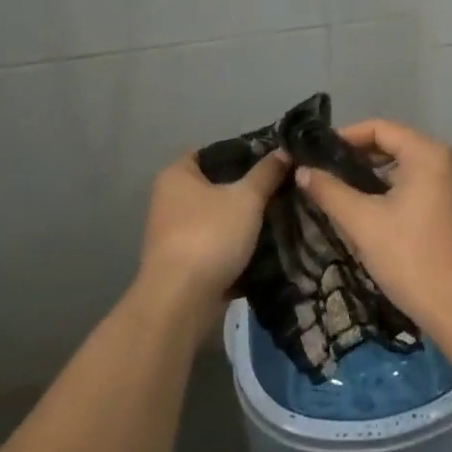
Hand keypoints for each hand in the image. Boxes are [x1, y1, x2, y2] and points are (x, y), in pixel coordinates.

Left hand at [137, 148, 287, 334]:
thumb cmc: (210, 235)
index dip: (242, 153)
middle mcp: (168, 199)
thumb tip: (284, 151)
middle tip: (280, 189)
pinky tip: (263, 247)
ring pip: (216, 217)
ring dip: (242, 220)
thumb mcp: (246, 198)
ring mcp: (172, 233)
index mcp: (176, 174)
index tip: (272, 161)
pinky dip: (234, 246)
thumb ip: (266, 173)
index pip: (212, 152)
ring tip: (277, 216)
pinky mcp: (181, 263)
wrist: (181, 301)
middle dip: (246, 189)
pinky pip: (214, 244)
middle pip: (215, 185)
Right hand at [294, 118, 451, 333]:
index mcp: (428, 153)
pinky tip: (369, 210)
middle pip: (394, 144)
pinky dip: (392, 190)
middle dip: (357, 157)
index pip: (379, 128)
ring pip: (405, 166)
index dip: (345, 137)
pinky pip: (418, 184)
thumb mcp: (362, 223)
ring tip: (339, 192)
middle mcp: (447, 159)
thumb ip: (329, 191)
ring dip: (373, 175)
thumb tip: (302, 170)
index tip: (316, 154)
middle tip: (323, 174)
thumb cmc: (411, 258)